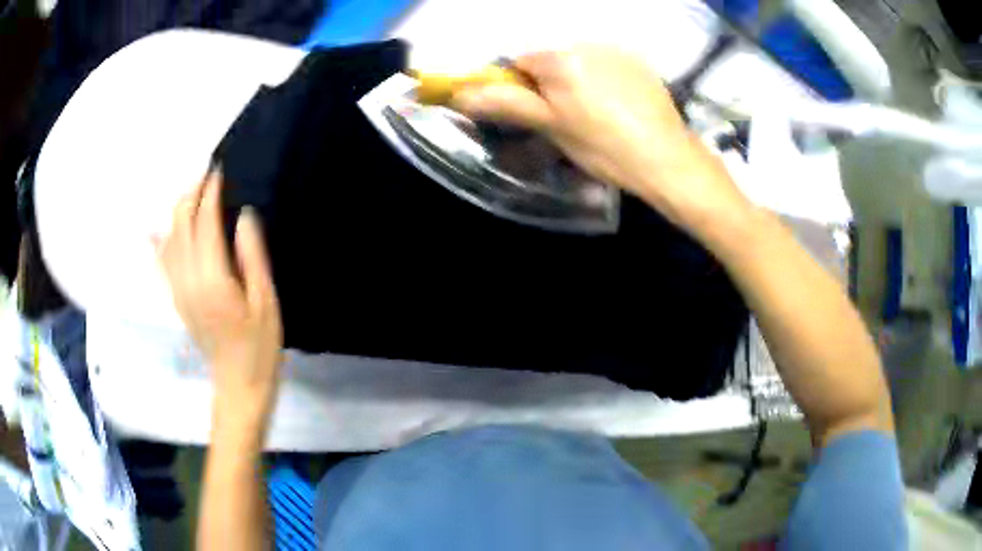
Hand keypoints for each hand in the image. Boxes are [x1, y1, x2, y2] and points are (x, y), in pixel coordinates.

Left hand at [157, 171, 282, 437]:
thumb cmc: (260, 346)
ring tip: (192, 193)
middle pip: (181, 226)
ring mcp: (178, 290)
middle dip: (191, 195)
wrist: (239, 385)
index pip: (205, 223)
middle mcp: (188, 279)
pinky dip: (159, 242)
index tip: (218, 170)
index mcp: (212, 279)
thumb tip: (242, 216)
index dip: (210, 194)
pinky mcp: (177, 299)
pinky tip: (155, 231)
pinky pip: (163, 263)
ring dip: (178, 212)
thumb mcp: (266, 301)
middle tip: (206, 175)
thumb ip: (252, 256)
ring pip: (169, 240)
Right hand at [451, 46, 750, 231]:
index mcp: (561, 59)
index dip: (519, 87)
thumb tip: (462, 94)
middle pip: (550, 59)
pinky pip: (606, 65)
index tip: (532, 112)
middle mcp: (587, 44)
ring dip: (577, 80)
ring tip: (597, 114)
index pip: (519, 62)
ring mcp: (617, 51)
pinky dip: (603, 79)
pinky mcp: (639, 63)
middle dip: (549, 83)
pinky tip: (618, 106)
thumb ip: (508, 104)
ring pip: (579, 62)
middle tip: (567, 118)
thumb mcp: (552, 127)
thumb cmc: (605, 148)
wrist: (668, 159)